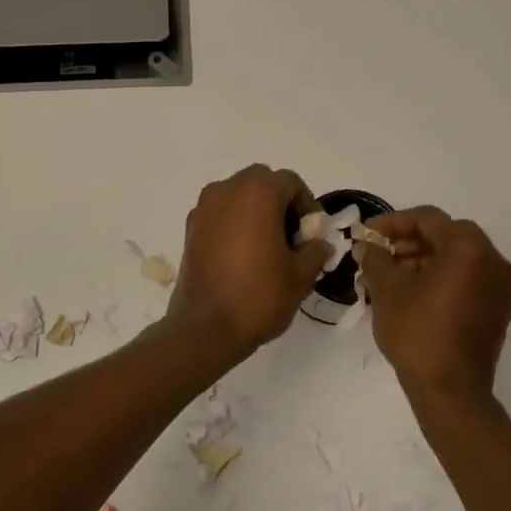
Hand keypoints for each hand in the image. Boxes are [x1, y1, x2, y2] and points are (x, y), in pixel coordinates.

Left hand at [165, 164, 327, 362]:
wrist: (206, 328)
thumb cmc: (259, 296)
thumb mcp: (300, 276)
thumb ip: (315, 251)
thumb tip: (320, 244)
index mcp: (257, 192)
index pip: (290, 182)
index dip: (307, 204)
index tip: (312, 233)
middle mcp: (226, 190)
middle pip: (261, 182)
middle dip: (280, 203)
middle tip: (291, 237)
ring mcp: (204, 208)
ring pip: (238, 196)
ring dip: (255, 211)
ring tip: (267, 247)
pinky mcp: (190, 228)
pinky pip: (219, 214)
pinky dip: (234, 223)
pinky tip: (242, 255)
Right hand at [358, 207, 510, 409]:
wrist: (450, 390)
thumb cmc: (417, 331)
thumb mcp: (387, 288)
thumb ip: (375, 257)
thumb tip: (368, 246)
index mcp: (470, 247)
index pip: (427, 219)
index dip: (392, 222)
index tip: (366, 233)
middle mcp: (494, 261)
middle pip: (445, 237)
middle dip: (407, 243)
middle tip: (377, 255)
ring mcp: (501, 288)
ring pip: (456, 260)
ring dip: (422, 262)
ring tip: (388, 277)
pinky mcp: (498, 312)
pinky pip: (467, 281)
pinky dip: (440, 280)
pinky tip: (411, 294)